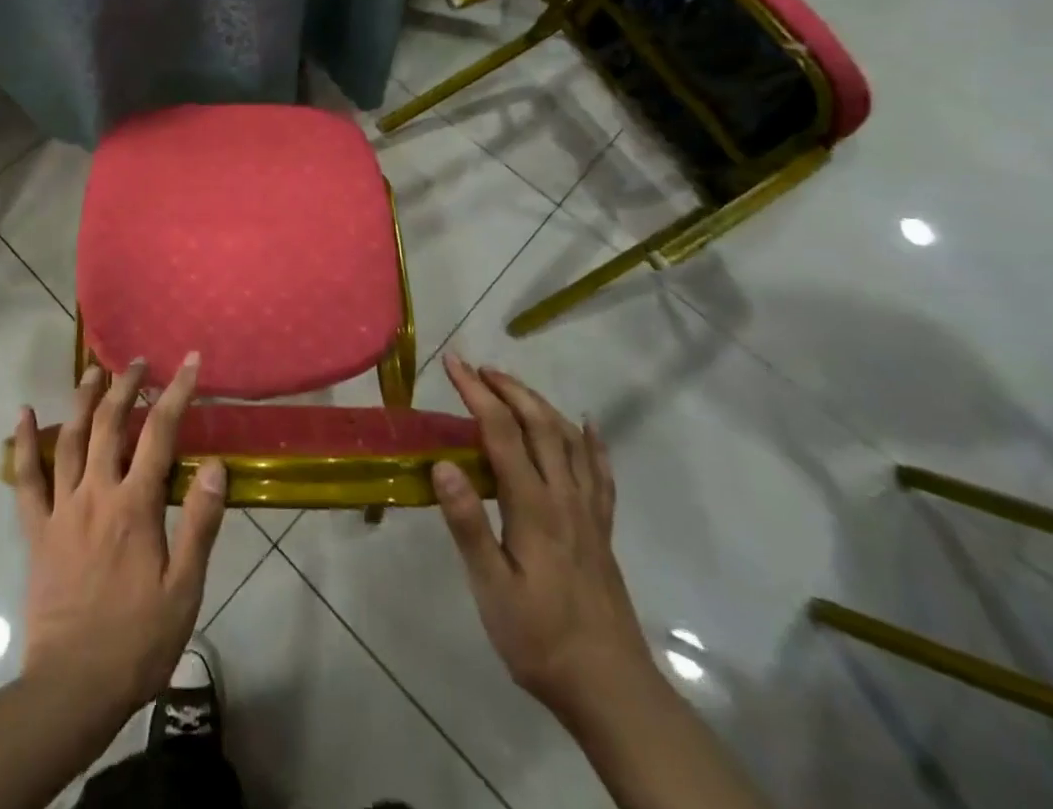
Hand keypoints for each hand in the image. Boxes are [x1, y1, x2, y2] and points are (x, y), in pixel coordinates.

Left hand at [11, 355, 227, 719]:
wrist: (73, 688)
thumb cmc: (138, 640)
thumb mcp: (185, 590)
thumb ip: (200, 524)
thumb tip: (214, 465)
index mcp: (135, 506)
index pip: (160, 433)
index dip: (176, 392)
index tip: (188, 362)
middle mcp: (96, 494)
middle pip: (111, 424)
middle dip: (126, 386)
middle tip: (138, 362)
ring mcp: (62, 509)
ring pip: (71, 439)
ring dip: (83, 400)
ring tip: (92, 370)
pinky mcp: (36, 530)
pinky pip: (26, 479)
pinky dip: (23, 443)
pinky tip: (23, 414)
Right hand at [432, 354, 655, 724]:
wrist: (610, 689)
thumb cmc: (539, 639)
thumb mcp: (491, 588)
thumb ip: (468, 525)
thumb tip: (442, 465)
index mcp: (534, 506)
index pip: (502, 432)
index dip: (476, 392)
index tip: (452, 363)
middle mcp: (564, 497)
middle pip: (540, 424)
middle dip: (507, 388)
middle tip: (477, 368)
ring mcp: (589, 512)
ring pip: (569, 439)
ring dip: (539, 403)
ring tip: (512, 387)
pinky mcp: (602, 529)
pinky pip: (600, 472)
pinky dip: (592, 441)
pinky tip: (586, 425)